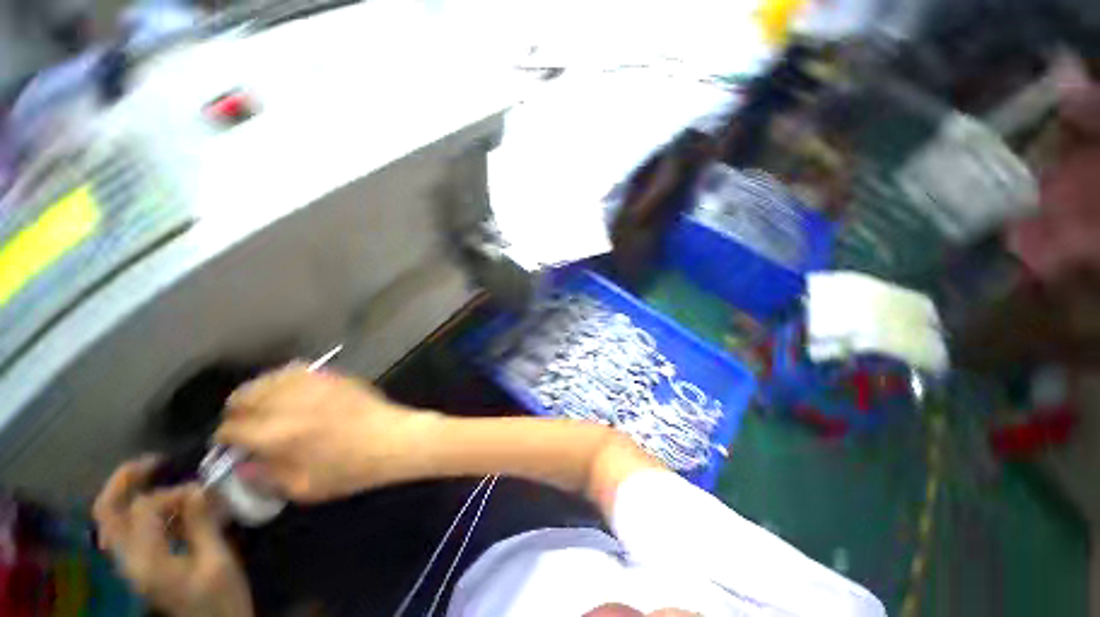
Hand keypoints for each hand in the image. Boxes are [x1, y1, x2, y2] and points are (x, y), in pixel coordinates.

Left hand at [93, 458, 252, 616]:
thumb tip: (198, 489)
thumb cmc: (220, 599)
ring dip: (136, 496)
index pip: (143, 509)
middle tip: (154, 462)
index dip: (172, 492)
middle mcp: (129, 560)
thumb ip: (202, 524)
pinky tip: (172, 511)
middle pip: (107, 513)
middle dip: (125, 481)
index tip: (204, 491)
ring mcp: (132, 564)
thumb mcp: (218, 561)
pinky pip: (131, 530)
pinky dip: (146, 513)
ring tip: (164, 482)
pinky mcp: (141, 565)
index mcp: (147, 561)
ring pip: (115, 520)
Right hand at [215, 365, 436, 501]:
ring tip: (263, 406)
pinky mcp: (332, 375)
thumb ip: (266, 476)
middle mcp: (289, 403)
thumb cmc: (350, 470)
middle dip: (237, 411)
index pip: (232, 429)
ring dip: (257, 392)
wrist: (392, 438)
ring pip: (268, 379)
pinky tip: (288, 390)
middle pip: (243, 396)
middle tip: (245, 424)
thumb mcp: (302, 488)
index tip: (231, 444)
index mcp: (277, 434)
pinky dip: (283, 379)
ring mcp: (313, 384)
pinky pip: (296, 370)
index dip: (225, 438)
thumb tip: (243, 464)